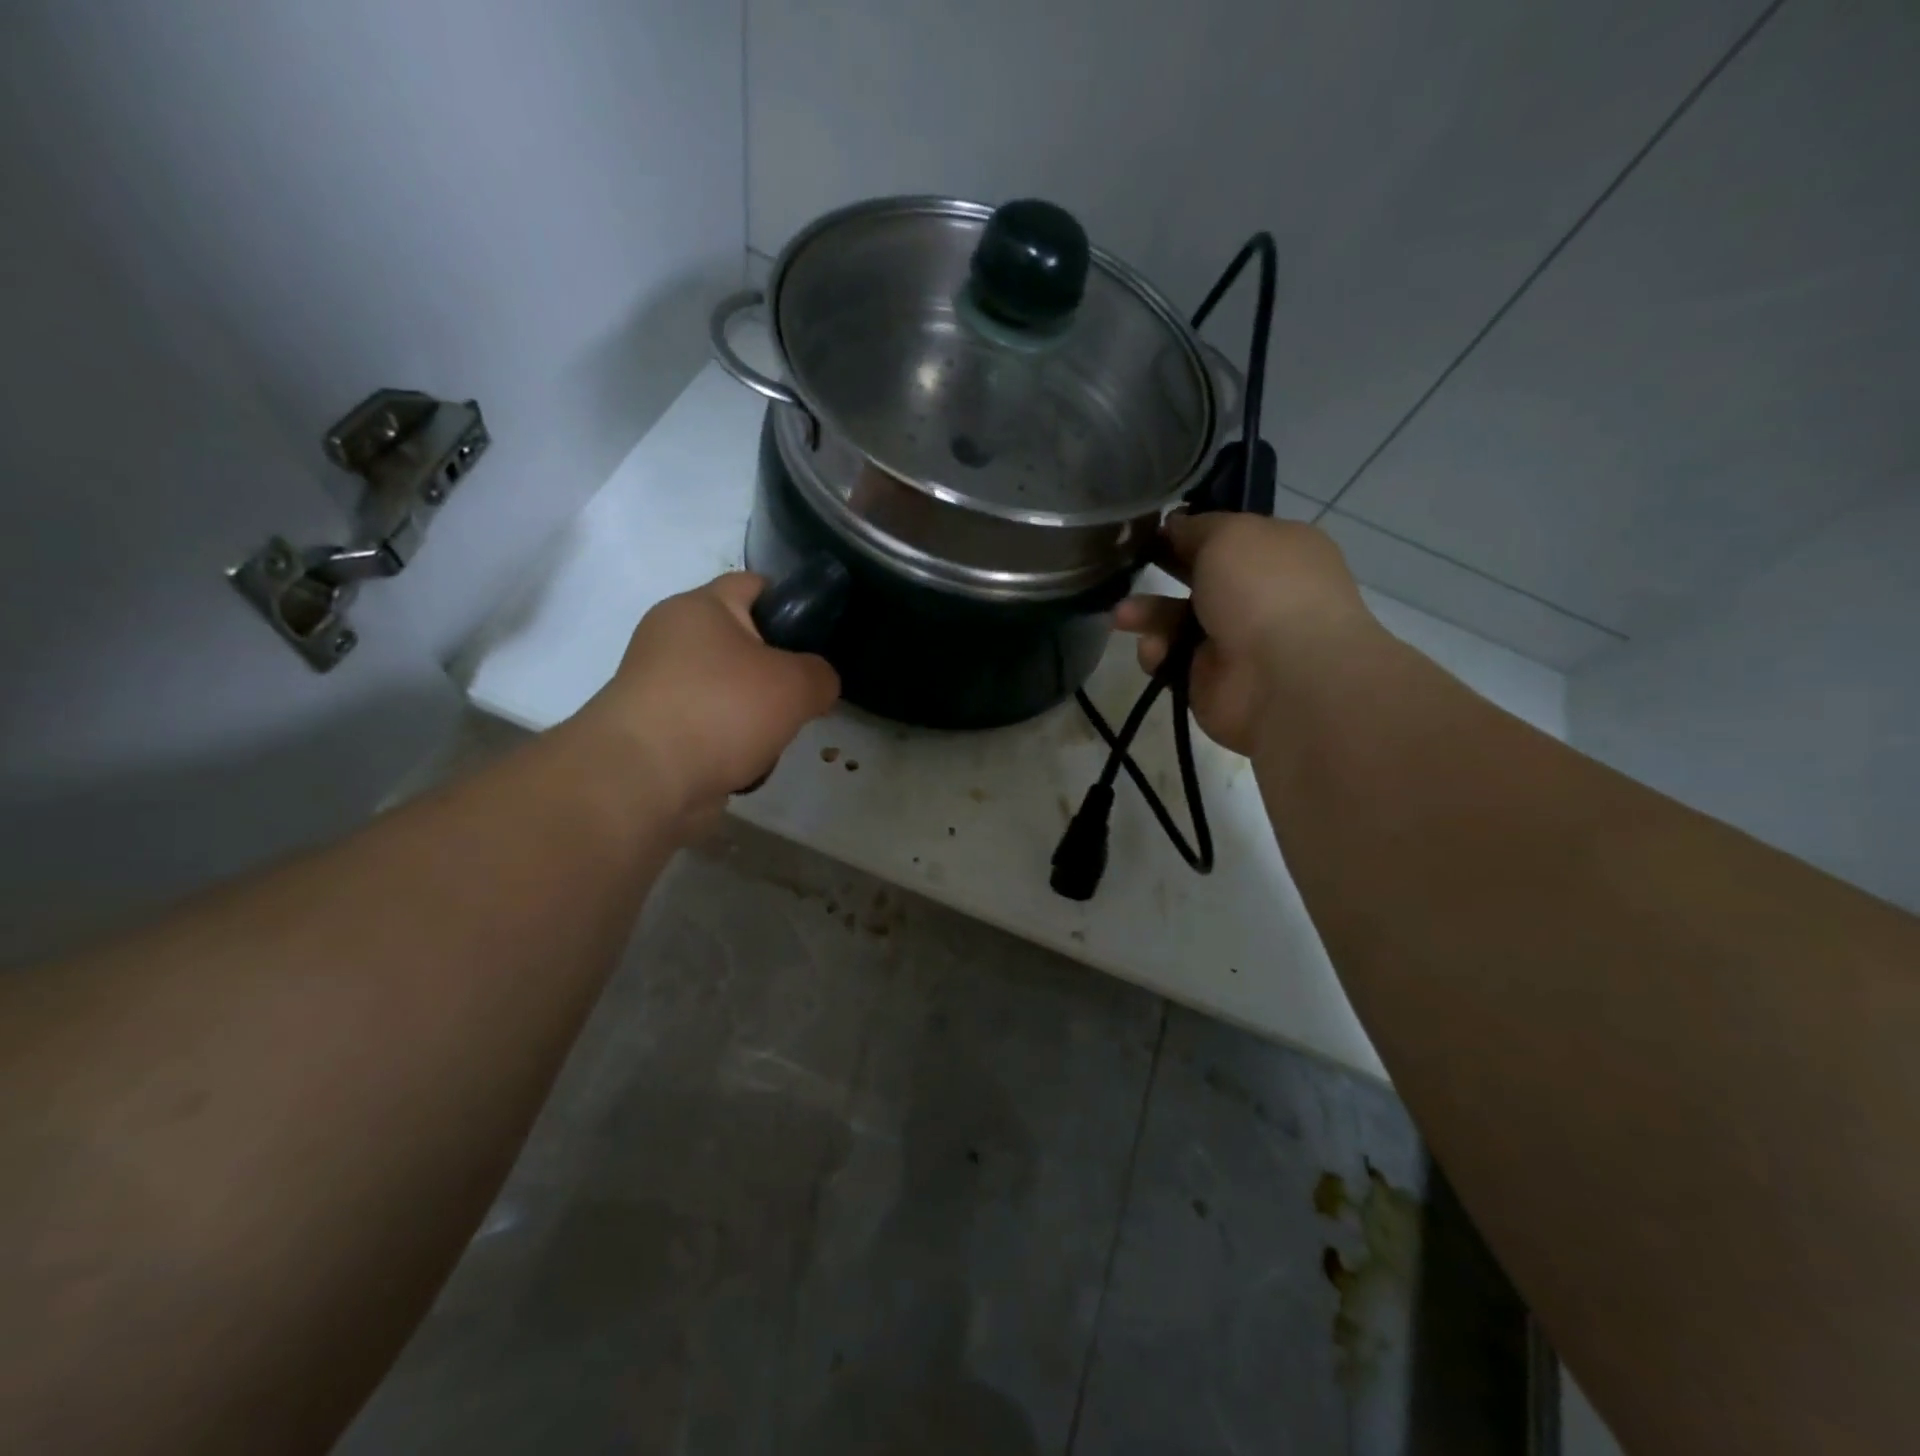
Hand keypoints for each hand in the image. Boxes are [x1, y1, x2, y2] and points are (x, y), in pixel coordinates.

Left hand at [576, 572, 839, 818]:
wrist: (645, 780)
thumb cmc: (722, 709)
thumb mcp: (796, 684)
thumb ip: (821, 675)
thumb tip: (817, 684)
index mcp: (699, 607)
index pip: (754, 584)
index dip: (792, 603)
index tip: (820, 638)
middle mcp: (671, 639)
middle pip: (743, 644)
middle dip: (777, 672)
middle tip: (804, 695)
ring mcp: (659, 686)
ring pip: (729, 691)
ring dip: (756, 715)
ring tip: (776, 737)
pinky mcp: (656, 731)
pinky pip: (710, 727)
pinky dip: (732, 744)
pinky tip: (747, 764)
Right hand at [1114, 514, 1375, 755]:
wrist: (1282, 677)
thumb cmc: (1264, 589)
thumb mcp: (1230, 534)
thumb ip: (1198, 527)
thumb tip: (1177, 525)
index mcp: (1278, 553)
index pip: (1230, 536)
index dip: (1192, 531)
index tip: (1155, 529)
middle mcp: (1259, 594)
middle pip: (1199, 578)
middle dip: (1163, 571)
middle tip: (1129, 565)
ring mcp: (1234, 640)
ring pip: (1177, 620)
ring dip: (1147, 614)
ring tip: (1122, 616)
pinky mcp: (1208, 678)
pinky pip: (1170, 660)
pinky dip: (1157, 653)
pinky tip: (1154, 651)